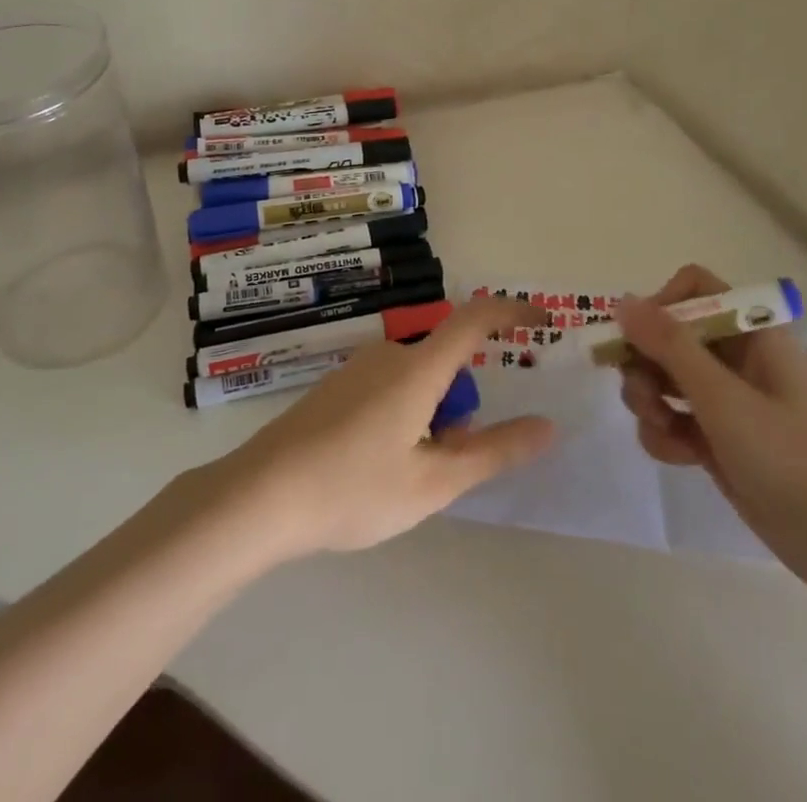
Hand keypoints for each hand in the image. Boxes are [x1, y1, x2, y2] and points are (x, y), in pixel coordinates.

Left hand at [217, 299, 555, 558]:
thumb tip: (546, 426)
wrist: (260, 495)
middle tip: (445, 465)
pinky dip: (402, 418)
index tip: (541, 321)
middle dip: (460, 409)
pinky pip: (387, 389)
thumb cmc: (354, 488)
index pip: (475, 320)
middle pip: (445, 366)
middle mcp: (389, 354)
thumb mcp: (434, 481)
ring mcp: (357, 369)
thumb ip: (494, 452)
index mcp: (418, 369)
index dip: (512, 311)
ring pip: (416, 383)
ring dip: (430, 419)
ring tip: (405, 478)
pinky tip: (372, 468)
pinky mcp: (334, 387)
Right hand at [617, 265, 806, 595]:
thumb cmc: (792, 458)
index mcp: (751, 332)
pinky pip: (673, 417)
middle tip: (644, 397)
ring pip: (664, 376)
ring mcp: (727, 399)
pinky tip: (678, 457)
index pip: (692, 289)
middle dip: (646, 362)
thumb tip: (622, 301)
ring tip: (662, 430)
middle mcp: (736, 356)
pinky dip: (664, 433)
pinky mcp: (719, 438)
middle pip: (668, 334)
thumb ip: (669, 345)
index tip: (639, 342)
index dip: (660, 306)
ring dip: (649, 399)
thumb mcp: (724, 398)